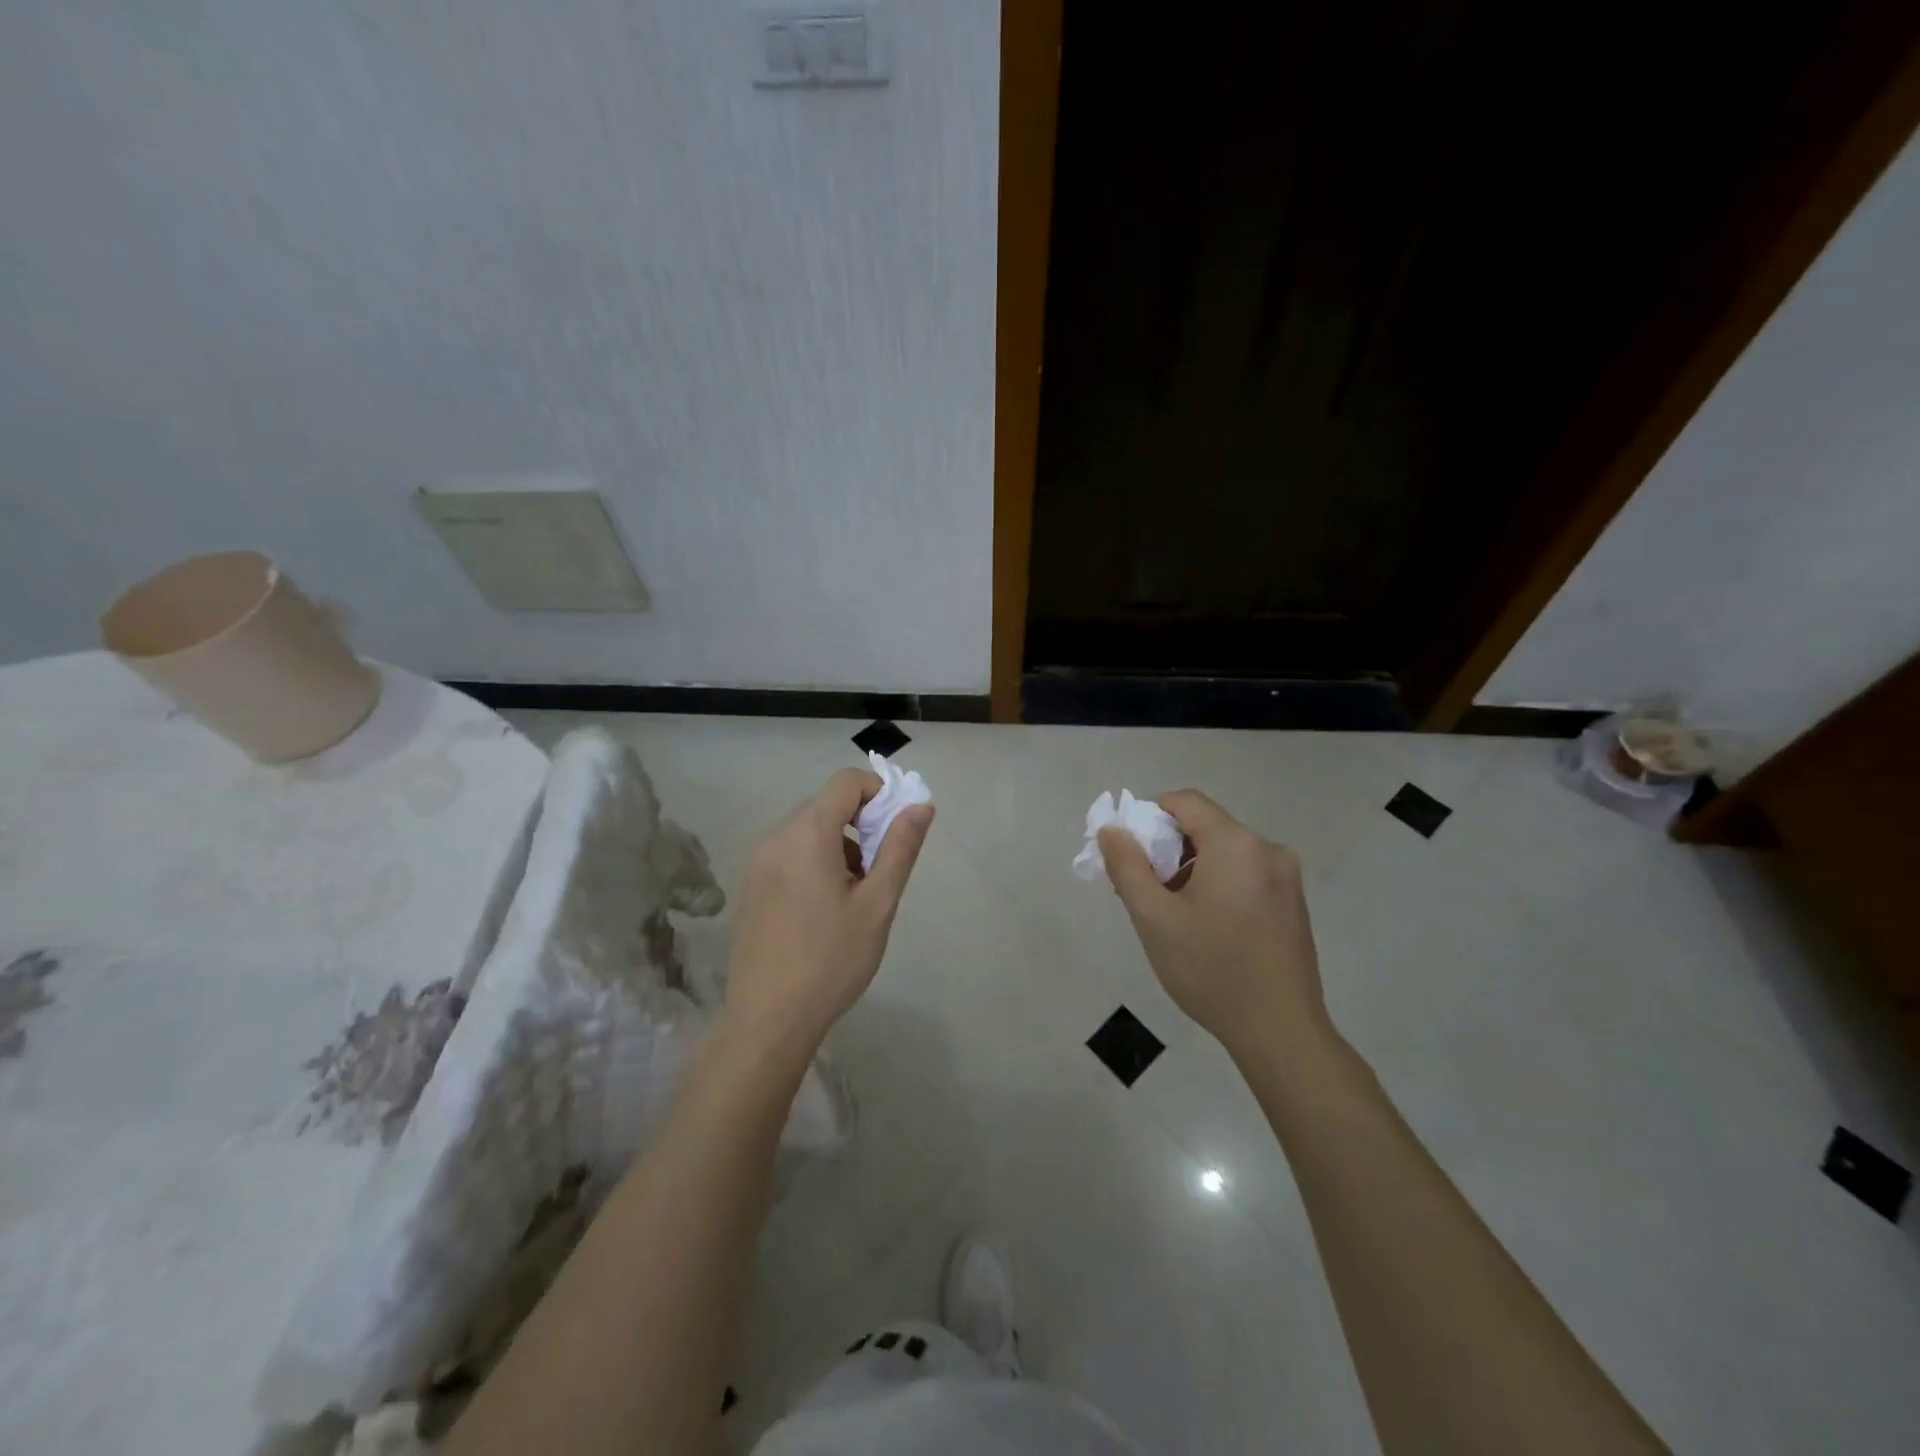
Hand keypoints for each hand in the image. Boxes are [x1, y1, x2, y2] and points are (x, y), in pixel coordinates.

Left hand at [723, 768, 933, 1062]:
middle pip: (826, 804)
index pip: (846, 782)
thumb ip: (900, 848)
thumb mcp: (878, 904)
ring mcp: (758, 862)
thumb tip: (921, 806)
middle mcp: (776, 837)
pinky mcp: (751, 885)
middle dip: (861, 823)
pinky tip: (825, 907)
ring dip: (839, 844)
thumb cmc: (832, 959)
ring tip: (855, 895)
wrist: (769, 1018)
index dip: (878, 793)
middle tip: (880, 870)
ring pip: (808, 829)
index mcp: (807, 834)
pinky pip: (789, 852)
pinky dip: (815, 860)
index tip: (896, 829)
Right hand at [1098, 790, 1329, 1063]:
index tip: (1129, 852)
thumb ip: (1127, 866)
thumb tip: (1112, 829)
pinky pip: (1245, 874)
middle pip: (1205, 826)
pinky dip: (1217, 884)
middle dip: (1166, 848)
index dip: (1149, 815)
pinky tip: (1204, 926)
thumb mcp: (1154, 918)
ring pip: (1225, 853)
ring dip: (1190, 869)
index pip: (1185, 801)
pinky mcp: (1293, 903)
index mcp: (1235, 844)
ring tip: (1170, 914)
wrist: (1281, 1031)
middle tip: (1143, 889)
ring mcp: (1286, 877)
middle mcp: (1267, 849)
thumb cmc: (1210, 970)